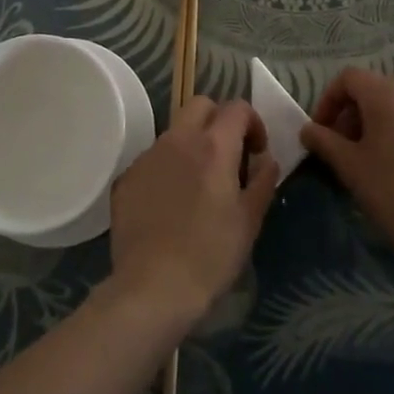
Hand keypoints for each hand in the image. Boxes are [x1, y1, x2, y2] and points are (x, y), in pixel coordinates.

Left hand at [109, 97, 276, 319]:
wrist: (152, 288)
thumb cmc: (210, 255)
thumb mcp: (249, 221)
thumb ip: (262, 181)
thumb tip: (266, 159)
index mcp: (213, 145)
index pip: (237, 108)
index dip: (252, 123)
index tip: (257, 151)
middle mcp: (178, 139)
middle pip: (200, 105)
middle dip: (219, 120)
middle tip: (228, 156)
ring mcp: (148, 156)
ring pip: (174, 132)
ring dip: (191, 144)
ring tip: (198, 184)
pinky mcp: (127, 177)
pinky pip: (153, 159)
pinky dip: (167, 169)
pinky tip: (170, 204)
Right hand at [300, 68, 393, 279]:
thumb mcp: (351, 169)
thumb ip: (324, 141)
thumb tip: (309, 129)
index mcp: (391, 97)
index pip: (350, 78)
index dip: (330, 100)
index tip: (324, 130)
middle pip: (382, 92)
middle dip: (360, 115)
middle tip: (351, 148)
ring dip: (393, 126)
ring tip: (388, 161)